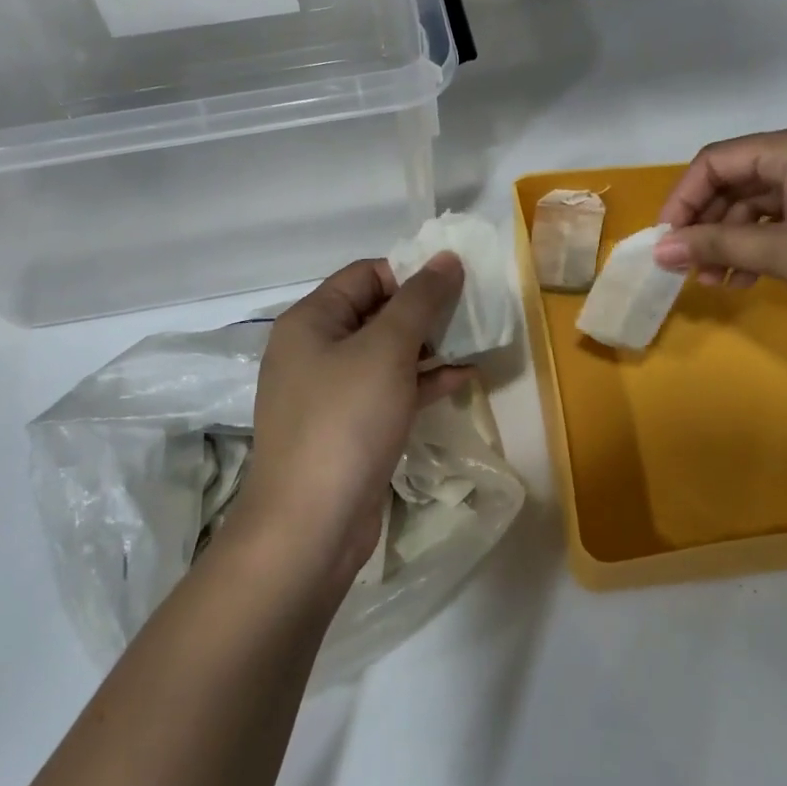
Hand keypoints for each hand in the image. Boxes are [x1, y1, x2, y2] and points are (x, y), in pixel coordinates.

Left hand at [235, 256, 473, 595]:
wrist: (310, 527)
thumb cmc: (345, 421)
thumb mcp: (387, 350)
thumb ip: (420, 300)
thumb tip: (446, 258)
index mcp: (311, 320)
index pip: (365, 275)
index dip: (410, 274)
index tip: (456, 286)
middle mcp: (315, 350)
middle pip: (376, 313)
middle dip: (425, 312)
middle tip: (472, 315)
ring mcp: (331, 392)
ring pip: (386, 354)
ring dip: (429, 348)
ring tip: (475, 343)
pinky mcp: (349, 428)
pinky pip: (389, 391)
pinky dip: (422, 383)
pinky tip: (462, 379)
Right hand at [653, 121, 786, 337]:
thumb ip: (718, 246)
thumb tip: (659, 250)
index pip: (717, 161)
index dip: (682, 200)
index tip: (666, 242)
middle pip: (737, 179)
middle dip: (707, 224)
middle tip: (688, 268)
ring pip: (762, 201)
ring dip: (733, 239)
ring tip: (716, 283)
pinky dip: (765, 243)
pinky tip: (749, 277)